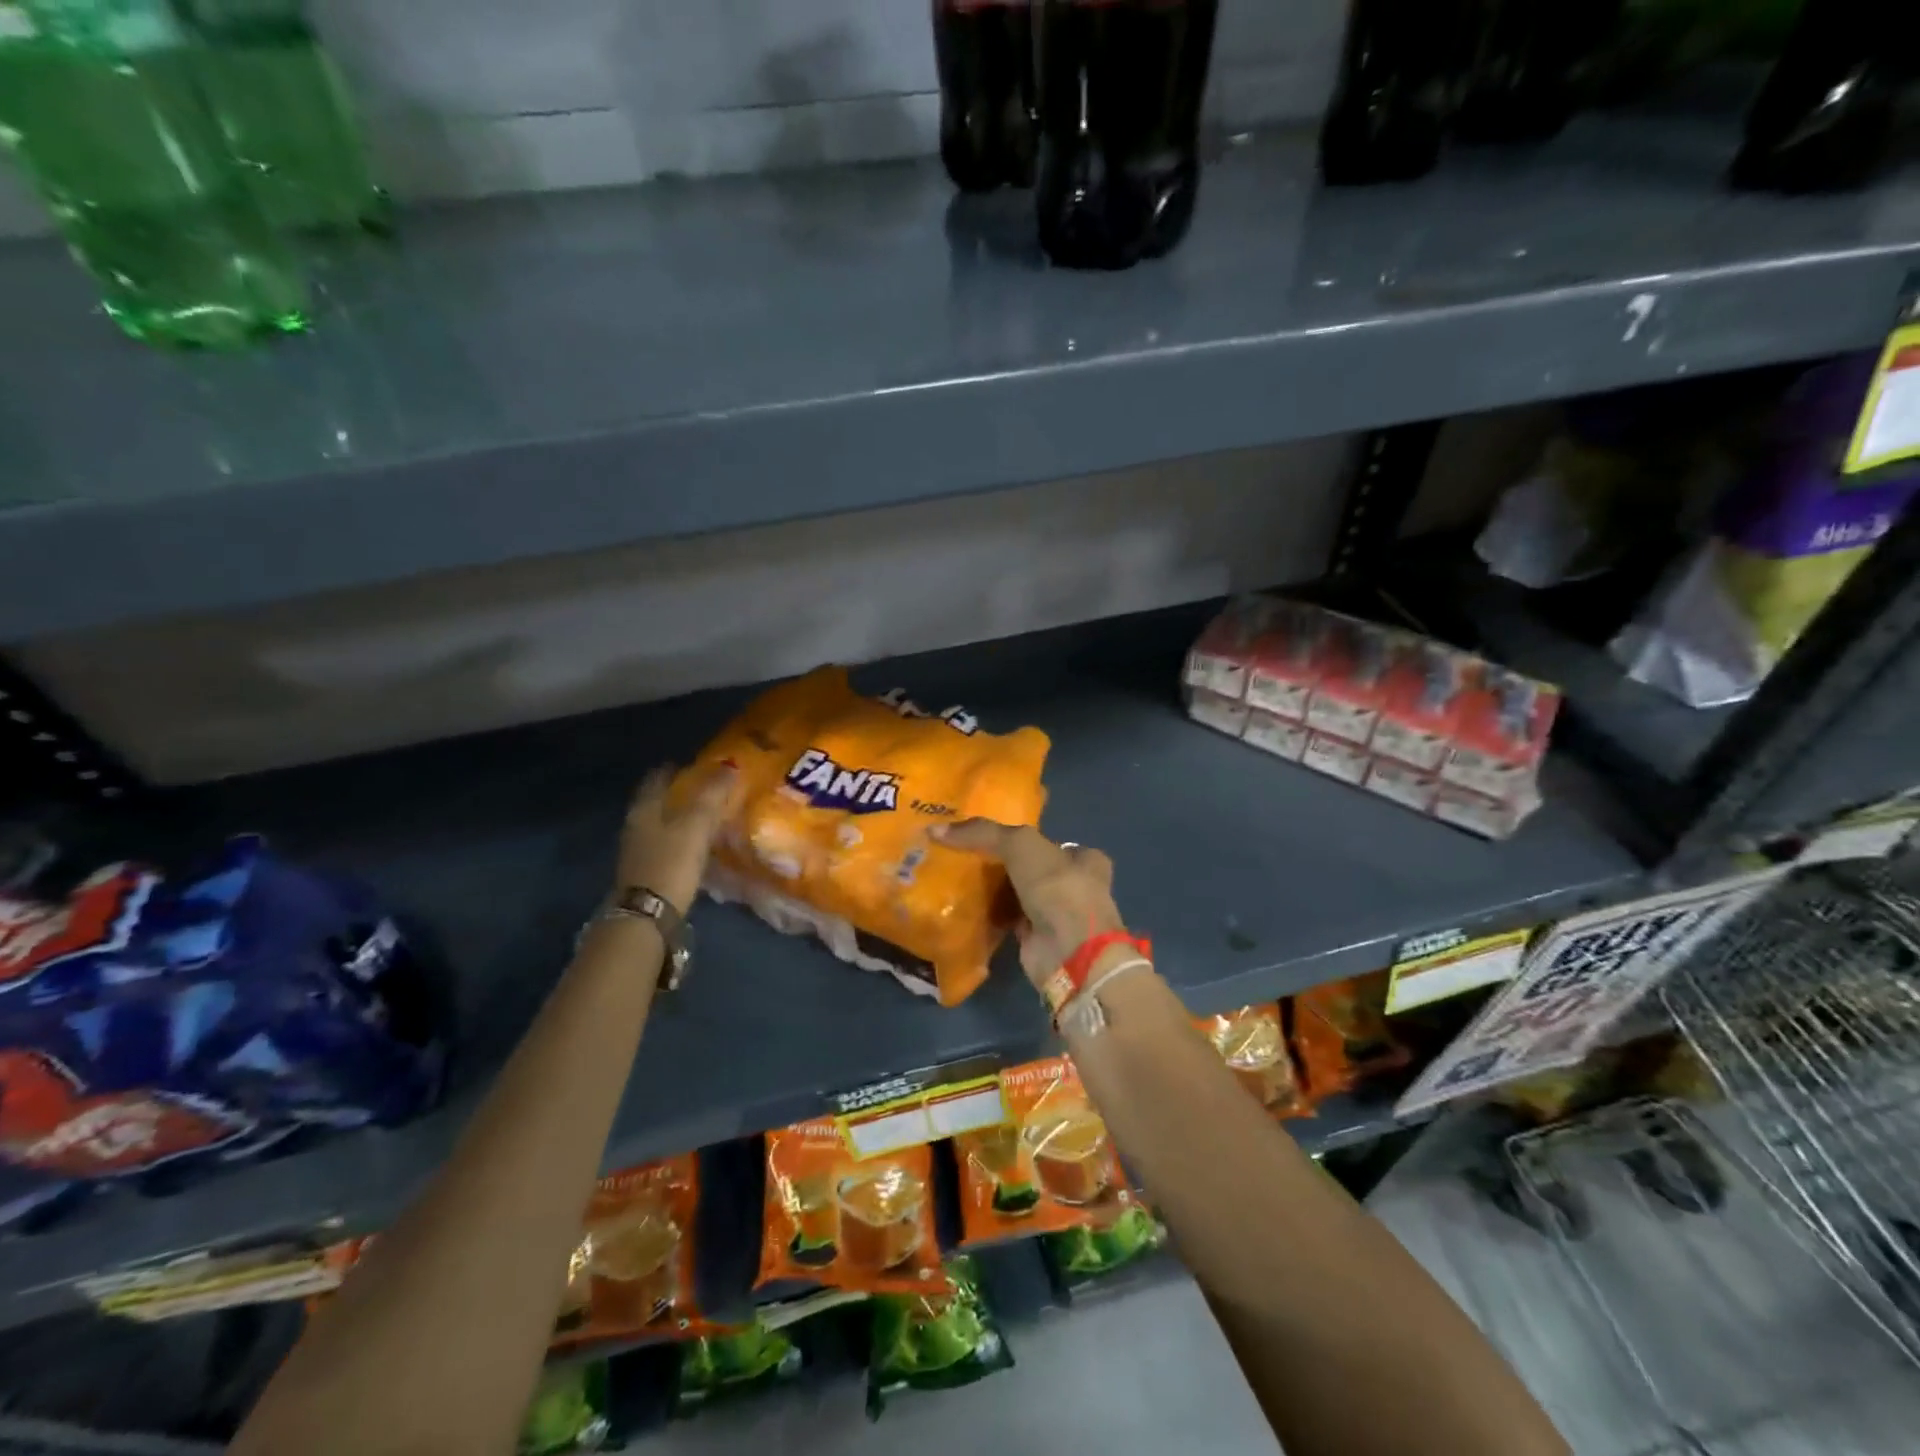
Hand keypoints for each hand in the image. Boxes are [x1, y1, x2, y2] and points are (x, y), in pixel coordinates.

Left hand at [616, 764, 739, 916]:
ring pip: (662, 824)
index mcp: (644, 808)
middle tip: (708, 789)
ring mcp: (639, 850)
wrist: (647, 915)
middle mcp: (636, 825)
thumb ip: (712, 795)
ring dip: (681, 818)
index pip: (658, 777)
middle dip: (680, 793)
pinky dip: (682, 840)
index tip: (696, 764)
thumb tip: (729, 765)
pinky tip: (698, 845)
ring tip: (707, 817)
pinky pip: (667, 845)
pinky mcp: (647, 872)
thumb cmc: (671, 863)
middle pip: (658, 801)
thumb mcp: (696, 825)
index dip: (676, 768)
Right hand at [933, 819, 1125, 989]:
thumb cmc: (1057, 887)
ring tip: (957, 877)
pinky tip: (964, 907)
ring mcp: (1057, 916)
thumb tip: (936, 829)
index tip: (990, 836)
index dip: (1023, 838)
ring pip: (1019, 895)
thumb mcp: (1021, 845)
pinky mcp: (1037, 940)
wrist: (1069, 952)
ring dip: (995, 891)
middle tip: (967, 856)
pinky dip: (990, 915)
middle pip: (1032, 869)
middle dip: (1005, 865)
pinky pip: (1008, 920)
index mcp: (1085, 859)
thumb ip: (984, 833)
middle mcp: (1075, 886)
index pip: (1051, 843)